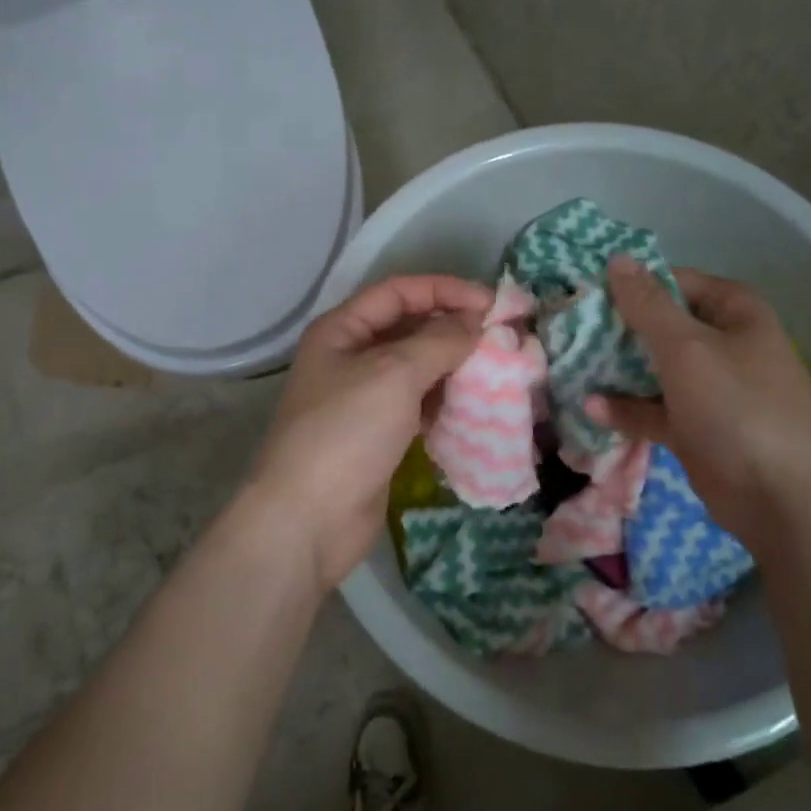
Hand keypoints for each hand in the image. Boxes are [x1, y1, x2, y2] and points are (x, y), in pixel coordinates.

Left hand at [244, 275, 492, 586]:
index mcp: (342, 330)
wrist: (308, 520)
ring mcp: (364, 398)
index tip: (490, 304)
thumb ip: (439, 341)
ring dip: (454, 365)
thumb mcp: (394, 374)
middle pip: (409, 327)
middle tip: (502, 337)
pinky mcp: (379, 435)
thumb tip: (475, 323)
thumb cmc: (346, 432)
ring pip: (417, 368)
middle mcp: (350, 357)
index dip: (444, 290)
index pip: (398, 291)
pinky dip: (445, 400)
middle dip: (453, 328)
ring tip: (497, 369)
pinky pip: (418, 404)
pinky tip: (475, 405)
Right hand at [588, 258, 810, 550]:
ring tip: (571, 364)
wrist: (782, 500)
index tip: (586, 293)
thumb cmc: (737, 407)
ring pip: (654, 368)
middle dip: (617, 329)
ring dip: (616, 369)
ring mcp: (711, 388)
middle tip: (569, 329)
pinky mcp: (697, 427)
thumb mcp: (686, 347)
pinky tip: (590, 408)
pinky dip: (626, 408)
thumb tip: (618, 259)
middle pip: (661, 325)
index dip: (631, 285)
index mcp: (734, 312)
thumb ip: (647, 304)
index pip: (674, 282)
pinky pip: (654, 408)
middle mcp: (723, 343)